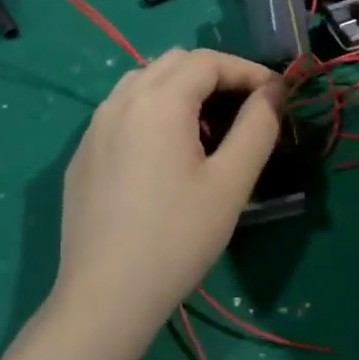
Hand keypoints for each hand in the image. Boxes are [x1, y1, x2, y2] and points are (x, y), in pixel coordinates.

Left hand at [53, 49, 284, 342]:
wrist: (104, 298)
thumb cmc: (176, 239)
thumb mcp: (230, 184)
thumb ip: (257, 128)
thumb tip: (274, 90)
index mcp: (158, 101)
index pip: (207, 61)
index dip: (247, 70)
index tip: (276, 95)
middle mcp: (121, 101)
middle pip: (173, 63)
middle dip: (215, 75)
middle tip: (245, 109)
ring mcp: (95, 127)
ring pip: (143, 81)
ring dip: (180, 89)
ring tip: (206, 128)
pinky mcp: (83, 154)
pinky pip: (121, 111)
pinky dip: (152, 110)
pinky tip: (164, 153)